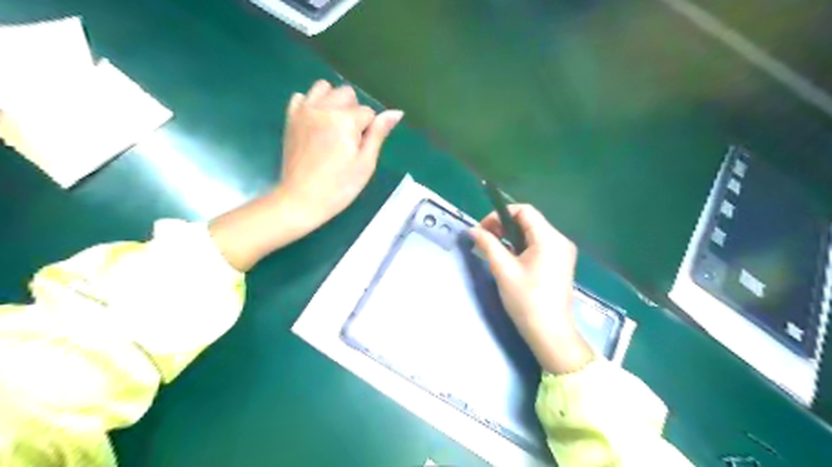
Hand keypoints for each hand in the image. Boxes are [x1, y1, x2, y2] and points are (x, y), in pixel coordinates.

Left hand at [277, 78, 404, 236]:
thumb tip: (396, 112)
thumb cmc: (339, 187)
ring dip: (334, 101)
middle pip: (347, 94)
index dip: (369, 131)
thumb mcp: (366, 163)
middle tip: (349, 140)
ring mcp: (304, 111)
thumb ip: (378, 134)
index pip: (368, 112)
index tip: (360, 151)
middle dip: (353, 112)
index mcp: (344, 120)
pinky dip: (311, 104)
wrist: (301, 200)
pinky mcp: (290, 118)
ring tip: (334, 126)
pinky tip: (316, 123)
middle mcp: (323, 108)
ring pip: (324, 88)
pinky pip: (301, 96)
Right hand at [471, 205, 593, 373]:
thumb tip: (473, 230)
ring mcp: (562, 252)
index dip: (500, 214)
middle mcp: (560, 240)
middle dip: (503, 226)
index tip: (483, 229)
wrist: (550, 333)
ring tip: (493, 249)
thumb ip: (488, 245)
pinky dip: (521, 246)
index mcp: (549, 238)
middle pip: (529, 221)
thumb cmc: (526, 300)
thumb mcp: (503, 270)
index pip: (524, 210)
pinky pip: (538, 245)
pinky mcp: (560, 263)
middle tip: (484, 239)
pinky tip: (508, 258)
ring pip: (532, 233)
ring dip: (511, 237)